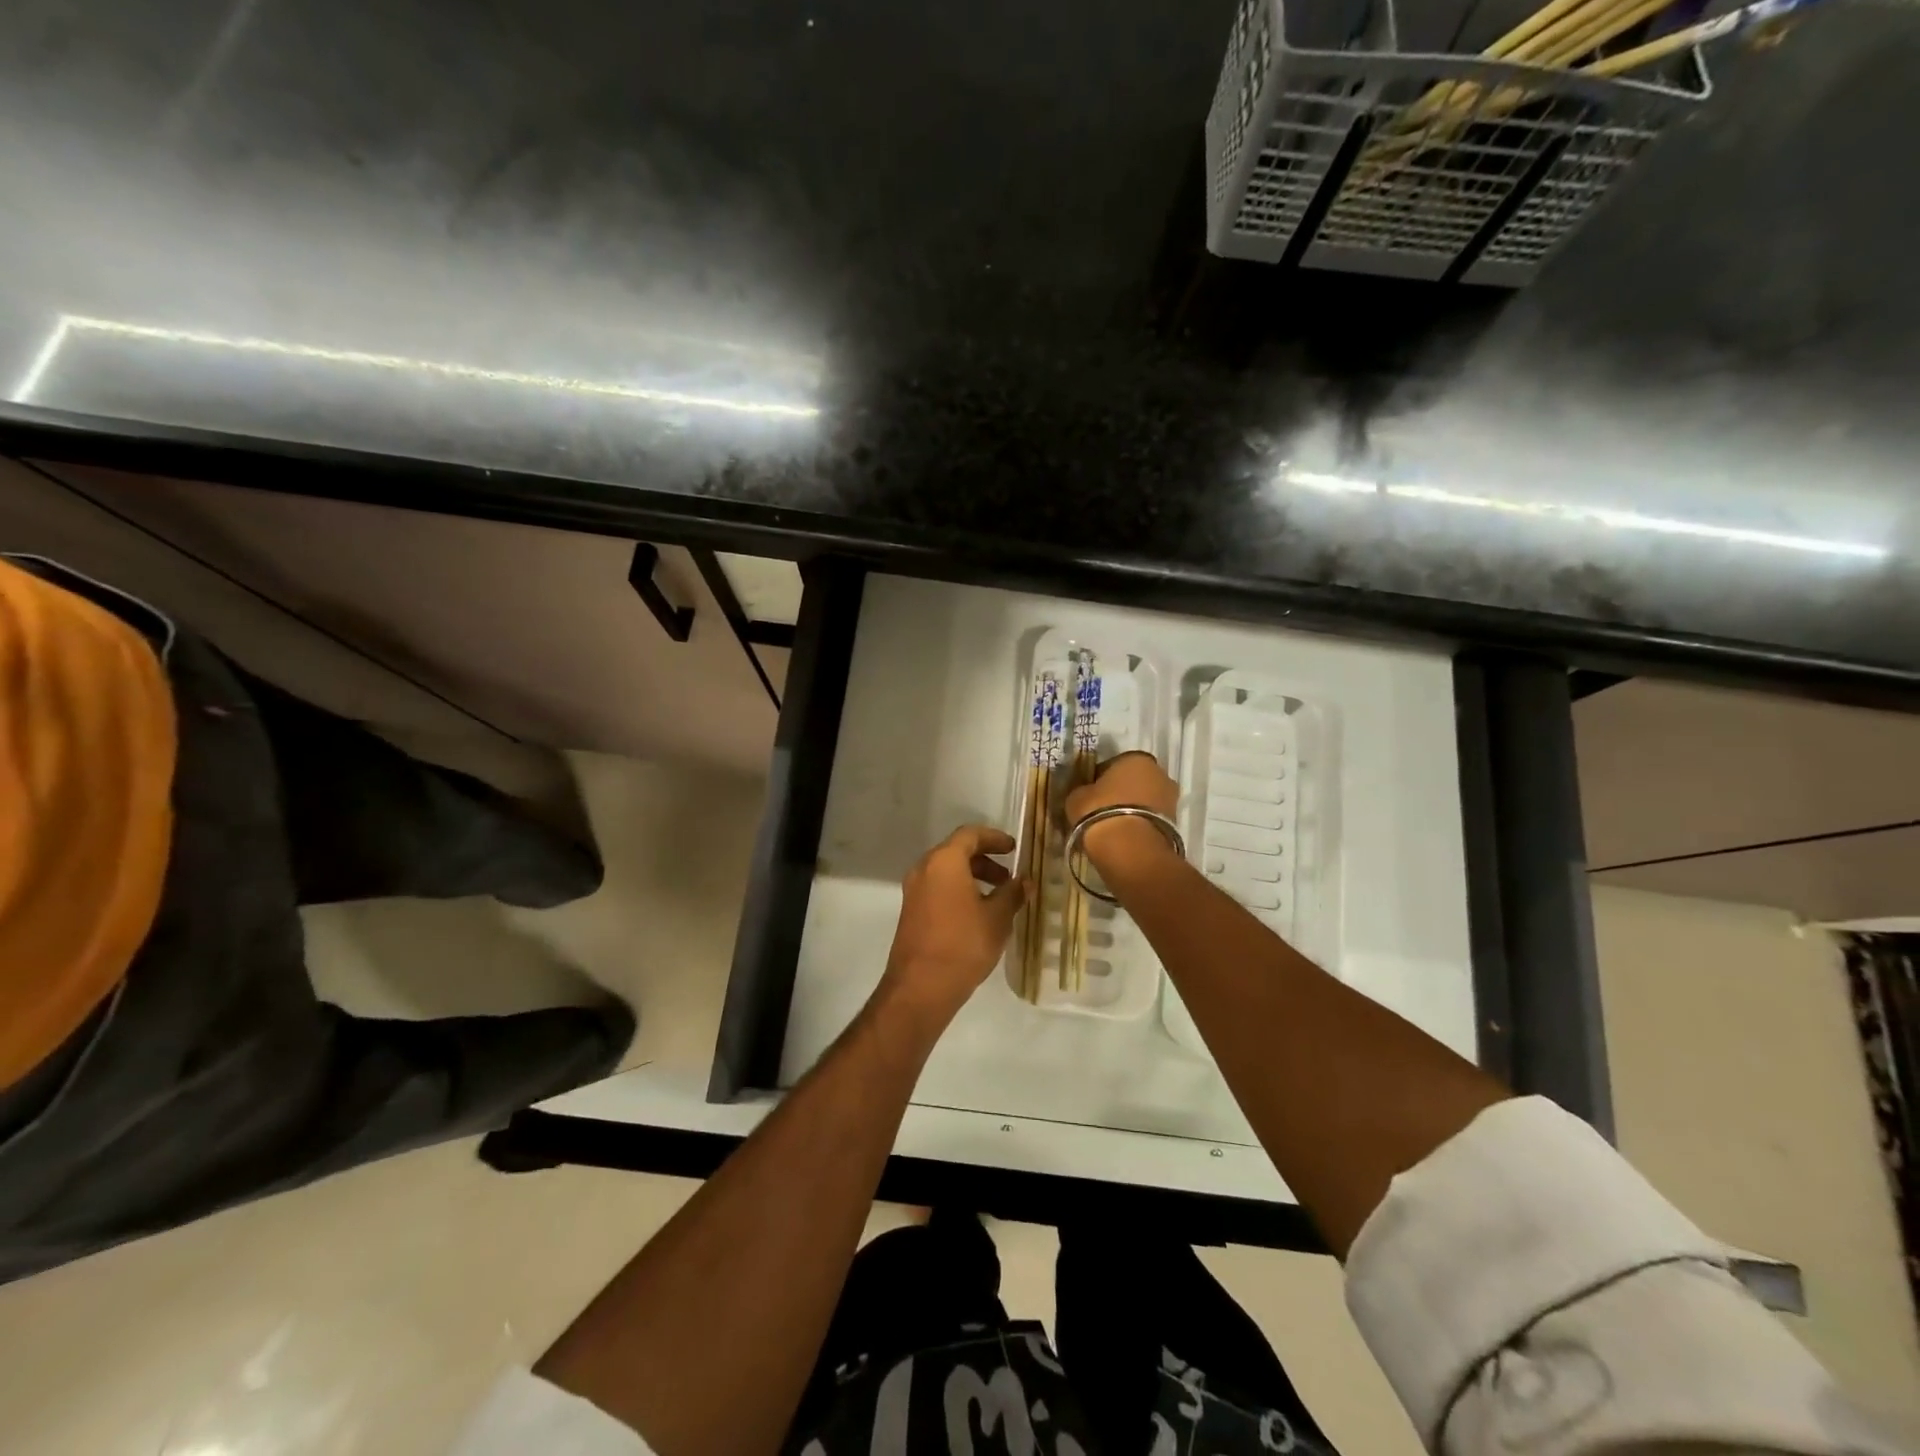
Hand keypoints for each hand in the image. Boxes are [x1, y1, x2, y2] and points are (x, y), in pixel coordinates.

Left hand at [873, 825, 1024, 1037]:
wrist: (921, 986)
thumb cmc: (963, 944)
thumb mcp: (997, 918)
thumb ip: (1013, 894)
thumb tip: (1025, 881)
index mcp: (944, 861)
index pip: (970, 835)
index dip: (994, 838)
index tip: (1014, 849)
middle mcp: (924, 868)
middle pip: (956, 851)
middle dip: (985, 860)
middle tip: (1009, 877)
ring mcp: (914, 890)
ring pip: (947, 871)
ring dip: (973, 876)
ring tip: (998, 898)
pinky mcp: (911, 910)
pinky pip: (938, 887)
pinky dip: (959, 889)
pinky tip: (978, 913)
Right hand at [1063, 751, 1180, 877]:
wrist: (1130, 850)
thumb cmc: (1100, 813)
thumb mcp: (1077, 798)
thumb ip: (1081, 790)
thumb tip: (1084, 793)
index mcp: (1136, 758)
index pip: (1112, 764)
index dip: (1099, 779)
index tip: (1089, 794)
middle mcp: (1159, 773)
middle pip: (1134, 781)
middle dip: (1120, 792)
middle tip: (1101, 810)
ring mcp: (1171, 799)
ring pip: (1145, 800)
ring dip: (1132, 809)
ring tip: (1112, 827)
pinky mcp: (1176, 824)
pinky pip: (1151, 819)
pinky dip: (1140, 824)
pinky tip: (1125, 837)